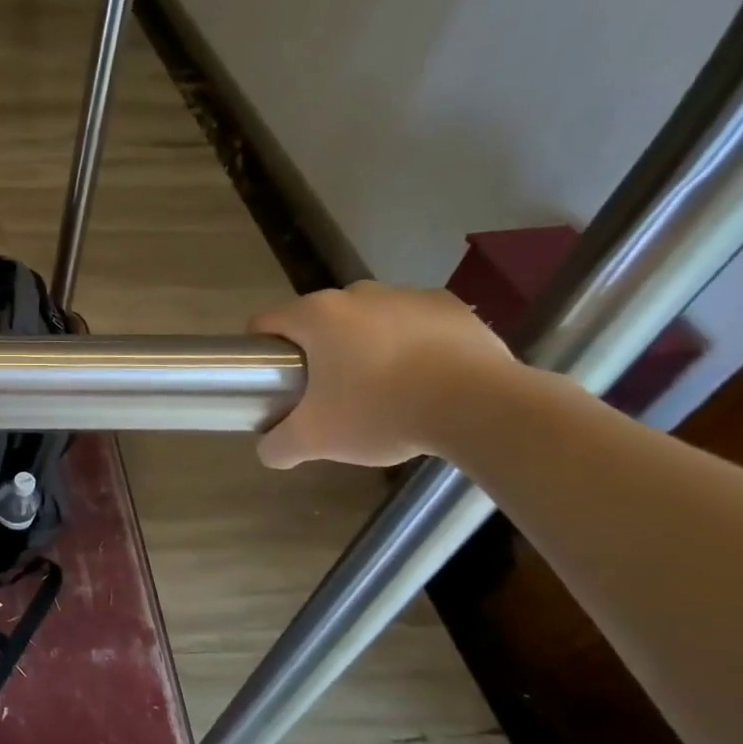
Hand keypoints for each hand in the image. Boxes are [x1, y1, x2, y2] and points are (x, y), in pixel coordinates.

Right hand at [252, 281, 520, 469]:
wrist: (482, 407)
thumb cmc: (381, 412)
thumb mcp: (315, 440)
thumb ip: (278, 446)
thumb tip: (269, 449)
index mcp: (316, 316)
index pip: (266, 323)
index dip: (261, 352)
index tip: (275, 382)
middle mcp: (356, 293)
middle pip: (317, 321)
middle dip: (316, 351)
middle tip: (327, 393)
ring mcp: (406, 294)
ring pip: (365, 319)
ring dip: (363, 345)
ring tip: (380, 388)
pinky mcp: (450, 306)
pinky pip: (412, 322)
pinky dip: (408, 343)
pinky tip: (421, 377)